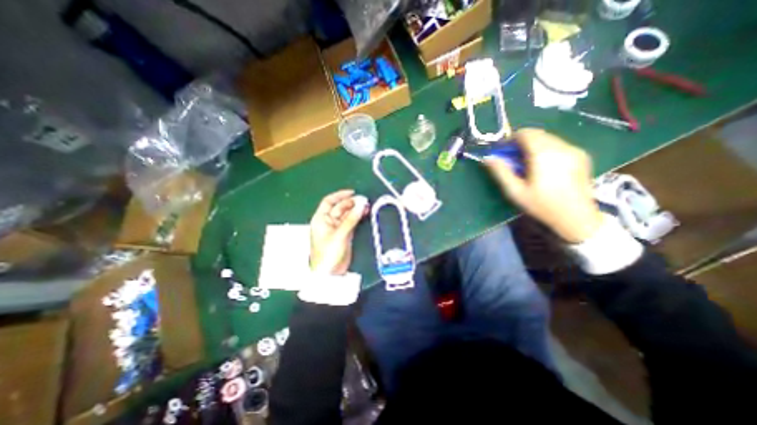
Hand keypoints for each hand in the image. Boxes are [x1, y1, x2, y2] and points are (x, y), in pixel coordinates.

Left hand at [307, 189, 366, 274]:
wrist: (330, 273)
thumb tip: (361, 204)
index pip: (329, 202)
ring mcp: (337, 228)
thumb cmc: (329, 253)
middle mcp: (328, 221)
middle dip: (351, 203)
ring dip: (356, 210)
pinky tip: (365, 213)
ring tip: (367, 206)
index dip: (340, 195)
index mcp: (321, 219)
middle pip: (340, 207)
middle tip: (364, 200)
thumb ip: (351, 219)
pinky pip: (352, 222)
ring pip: (347, 214)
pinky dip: (358, 217)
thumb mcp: (340, 234)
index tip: (353, 192)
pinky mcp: (345, 234)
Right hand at [488, 127, 606, 243]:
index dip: (510, 139)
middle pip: (537, 134)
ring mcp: (574, 150)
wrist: (577, 218)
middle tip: (512, 159)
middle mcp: (561, 147)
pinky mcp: (581, 156)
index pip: (525, 133)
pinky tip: (543, 166)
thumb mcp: (515, 191)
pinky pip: (559, 145)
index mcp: (544, 154)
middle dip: (521, 143)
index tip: (502, 151)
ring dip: (533, 146)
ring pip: (548, 138)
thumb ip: (501, 172)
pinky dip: (546, 149)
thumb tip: (488, 158)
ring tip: (526, 164)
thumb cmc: (542, 206)